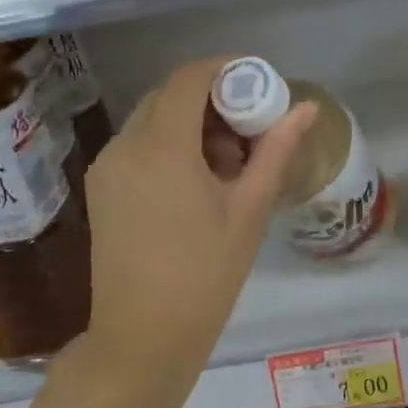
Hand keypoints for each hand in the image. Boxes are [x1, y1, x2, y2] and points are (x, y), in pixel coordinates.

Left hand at [82, 57, 316, 386]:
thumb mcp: (249, 209)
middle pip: (170, 96)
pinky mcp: (100, 189)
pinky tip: (195, 184)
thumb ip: (276, 150)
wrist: (143, 338)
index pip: (190, 78)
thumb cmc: (205, 275)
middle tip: (250, 132)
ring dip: (191, 125)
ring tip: (227, 166)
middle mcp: (124, 145)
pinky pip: (138, 146)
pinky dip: (169, 146)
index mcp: (161, 146)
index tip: (260, 86)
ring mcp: (106, 167)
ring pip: (152, 120)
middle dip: (212, 101)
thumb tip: (306, 109)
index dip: (226, 69)